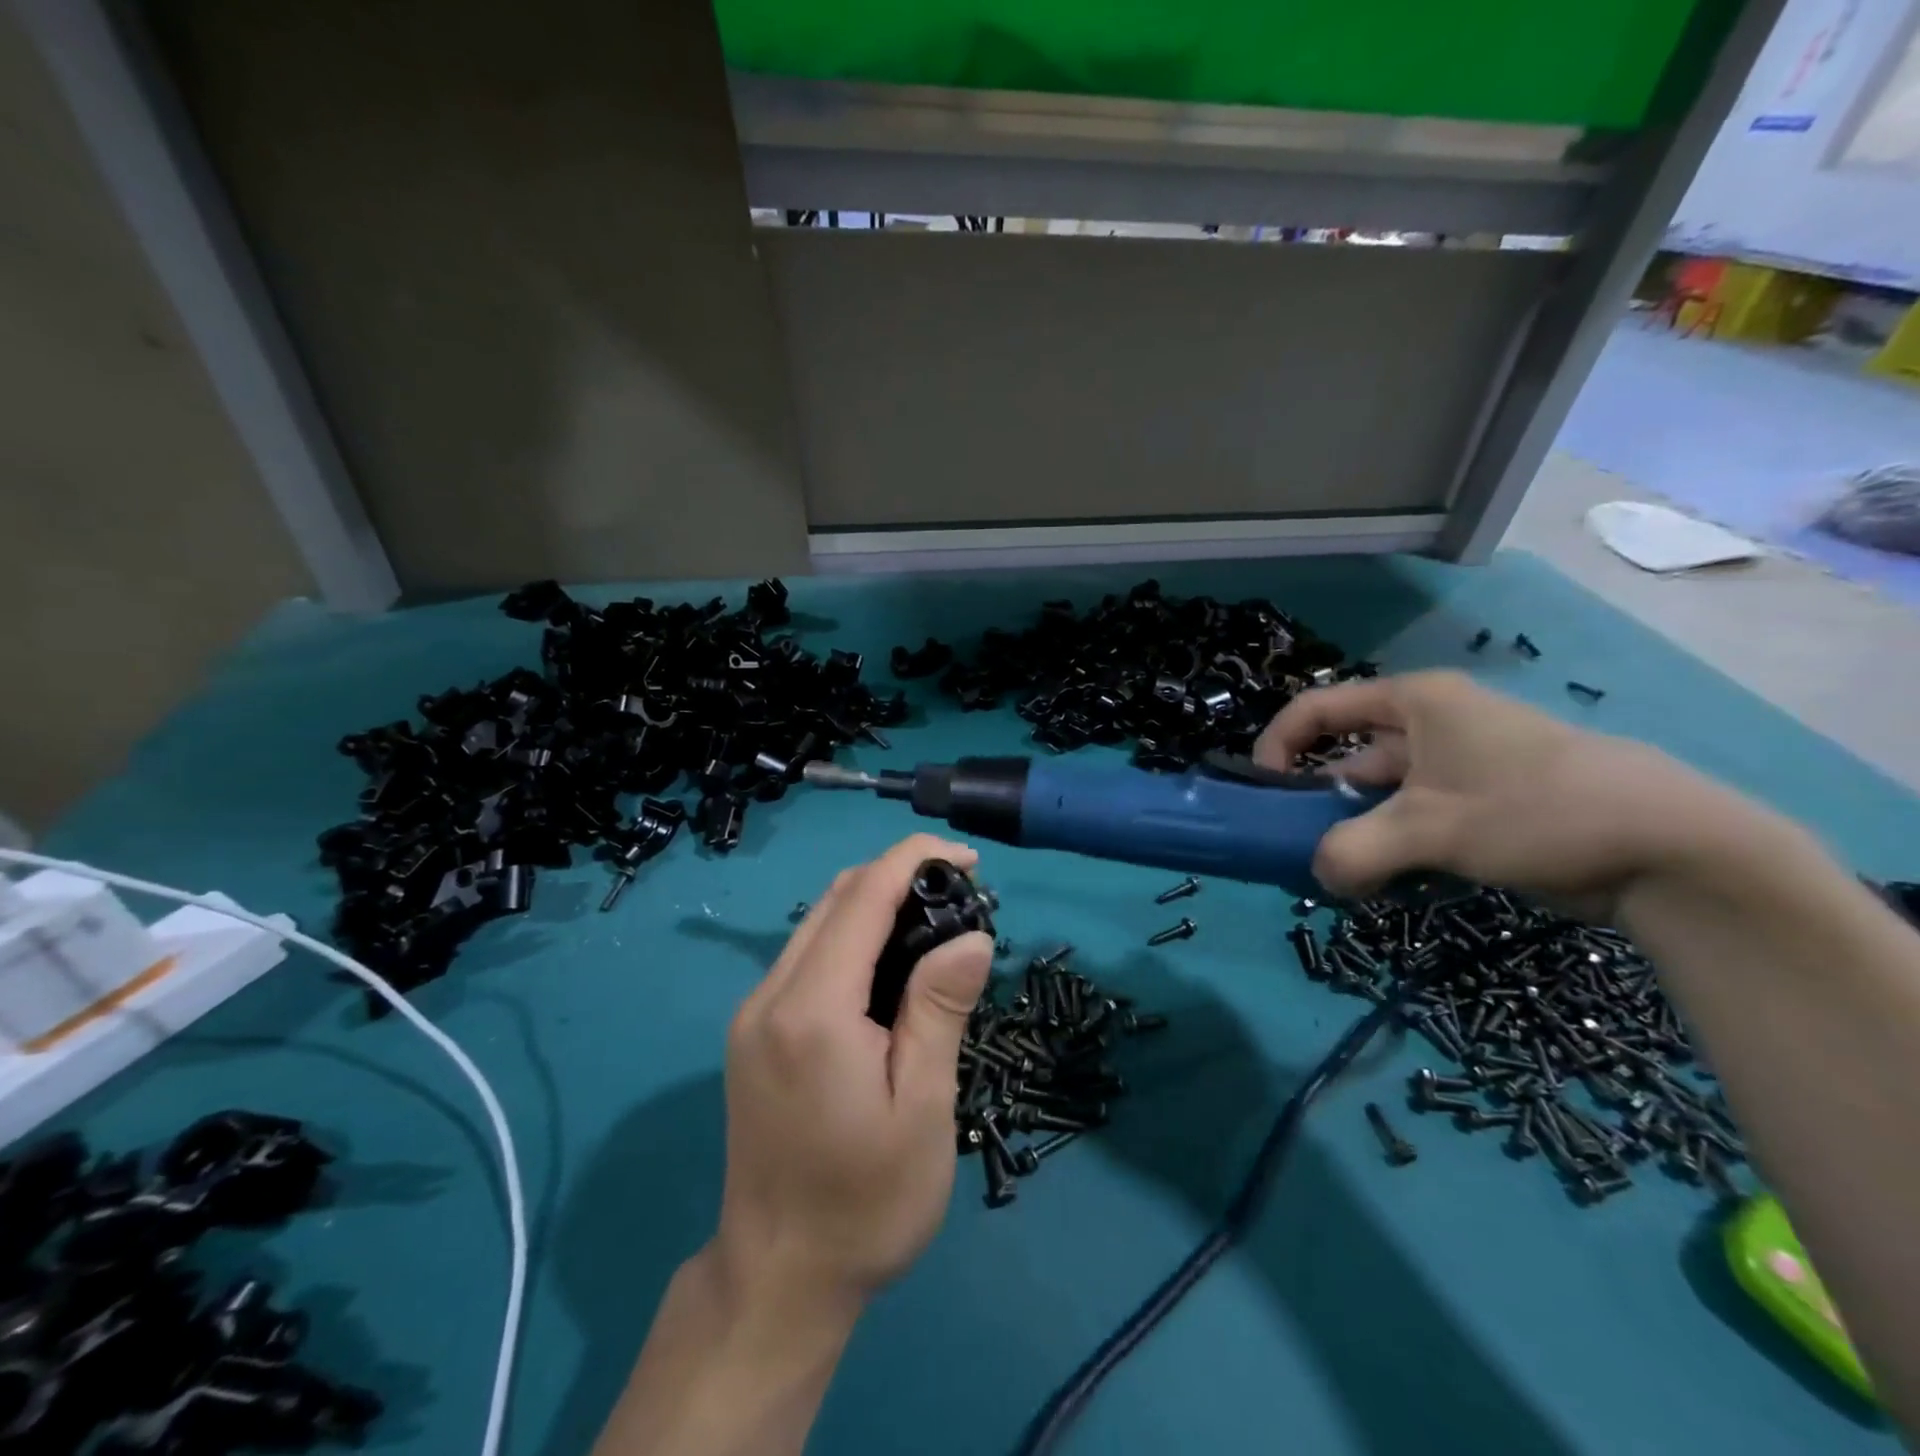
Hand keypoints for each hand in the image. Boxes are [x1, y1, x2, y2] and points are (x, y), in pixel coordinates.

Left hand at [712, 833, 993, 1311]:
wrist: (777, 1278)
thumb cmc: (865, 1203)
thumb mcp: (922, 1111)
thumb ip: (940, 1011)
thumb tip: (972, 934)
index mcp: (812, 1010)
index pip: (863, 897)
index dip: (916, 861)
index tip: (970, 860)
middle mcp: (771, 995)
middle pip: (836, 898)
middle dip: (899, 876)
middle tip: (963, 895)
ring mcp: (754, 1012)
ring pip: (817, 922)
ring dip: (876, 903)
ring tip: (936, 924)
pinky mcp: (753, 1031)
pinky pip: (806, 955)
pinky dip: (852, 936)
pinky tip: (891, 965)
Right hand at [1253, 670, 1774, 919]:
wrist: (1670, 849)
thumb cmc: (1534, 809)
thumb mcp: (1430, 829)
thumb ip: (1354, 853)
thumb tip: (1319, 878)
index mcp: (1414, 704)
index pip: (1318, 708)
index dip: (1279, 744)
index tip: (1262, 792)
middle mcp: (1431, 726)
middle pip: (1347, 757)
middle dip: (1318, 803)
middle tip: (1299, 848)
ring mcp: (1457, 769)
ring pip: (1380, 797)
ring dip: (1357, 834)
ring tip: (1345, 874)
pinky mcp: (1481, 807)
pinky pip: (1413, 823)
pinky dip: (1393, 849)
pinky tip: (1389, 884)